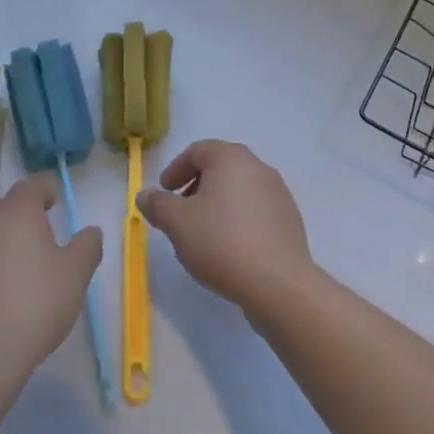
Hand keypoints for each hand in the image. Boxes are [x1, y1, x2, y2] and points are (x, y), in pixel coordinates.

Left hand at [0, 174, 101, 385]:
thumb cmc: (35, 305)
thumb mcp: (76, 275)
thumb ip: (87, 245)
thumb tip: (90, 232)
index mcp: (17, 210)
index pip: (33, 184)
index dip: (47, 190)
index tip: (55, 204)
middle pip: (4, 206)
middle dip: (20, 217)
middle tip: (36, 242)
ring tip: (11, 270)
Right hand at [139, 140, 313, 316]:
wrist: (278, 282)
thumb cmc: (221, 242)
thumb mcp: (177, 223)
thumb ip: (158, 204)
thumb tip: (145, 194)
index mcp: (230, 157)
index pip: (197, 151)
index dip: (175, 169)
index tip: (164, 192)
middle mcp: (257, 166)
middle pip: (220, 167)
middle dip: (196, 185)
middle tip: (181, 211)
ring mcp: (278, 191)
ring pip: (239, 188)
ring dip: (218, 203)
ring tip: (204, 232)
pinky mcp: (289, 218)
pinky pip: (256, 209)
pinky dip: (238, 218)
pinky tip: (230, 246)